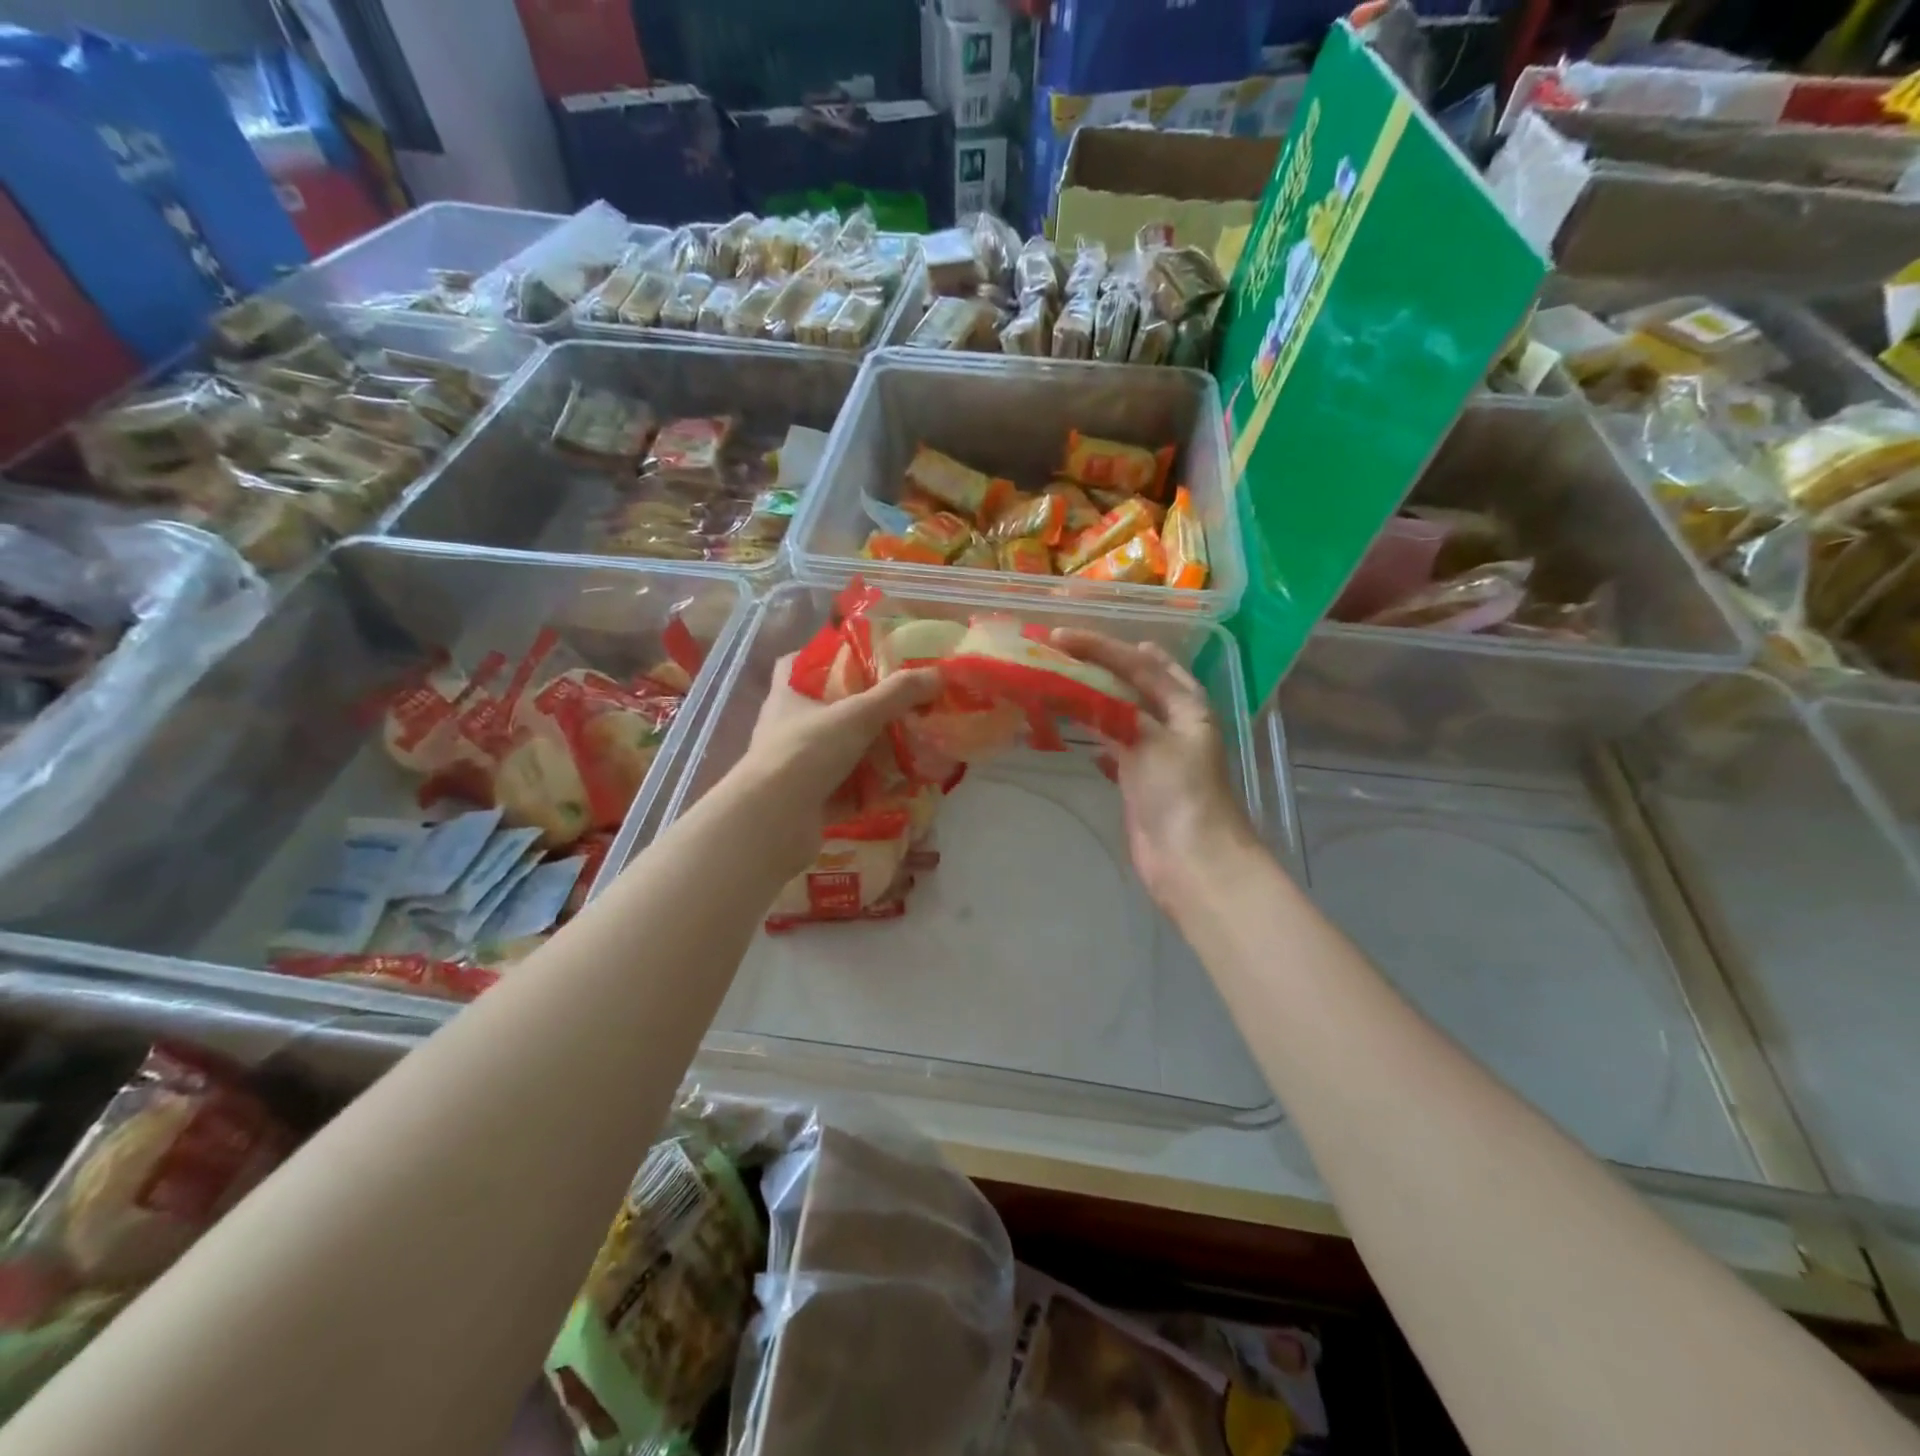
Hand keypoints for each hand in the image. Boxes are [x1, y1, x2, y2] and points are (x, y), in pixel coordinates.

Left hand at [740, 654, 939, 855]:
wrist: (774, 821)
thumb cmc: (807, 752)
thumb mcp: (857, 715)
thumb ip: (897, 694)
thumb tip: (937, 674)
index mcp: (787, 697)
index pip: (796, 664)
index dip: (824, 658)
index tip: (858, 660)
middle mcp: (785, 729)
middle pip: (824, 711)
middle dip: (860, 711)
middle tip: (898, 707)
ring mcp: (794, 768)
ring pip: (836, 752)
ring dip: (868, 752)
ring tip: (907, 747)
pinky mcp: (805, 801)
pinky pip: (843, 789)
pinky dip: (867, 789)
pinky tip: (897, 787)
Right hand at [1051, 631, 1257, 913]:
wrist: (1192, 860)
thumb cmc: (1180, 793)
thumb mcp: (1151, 740)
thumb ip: (1116, 711)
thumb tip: (1079, 690)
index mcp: (1186, 704)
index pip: (1138, 662)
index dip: (1098, 646)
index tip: (1057, 637)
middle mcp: (1172, 721)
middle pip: (1130, 682)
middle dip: (1095, 665)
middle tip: (1053, 653)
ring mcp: (1154, 750)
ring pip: (1117, 712)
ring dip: (1089, 697)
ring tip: (1054, 681)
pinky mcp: (1137, 779)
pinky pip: (1110, 743)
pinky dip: (1091, 732)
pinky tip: (1070, 729)